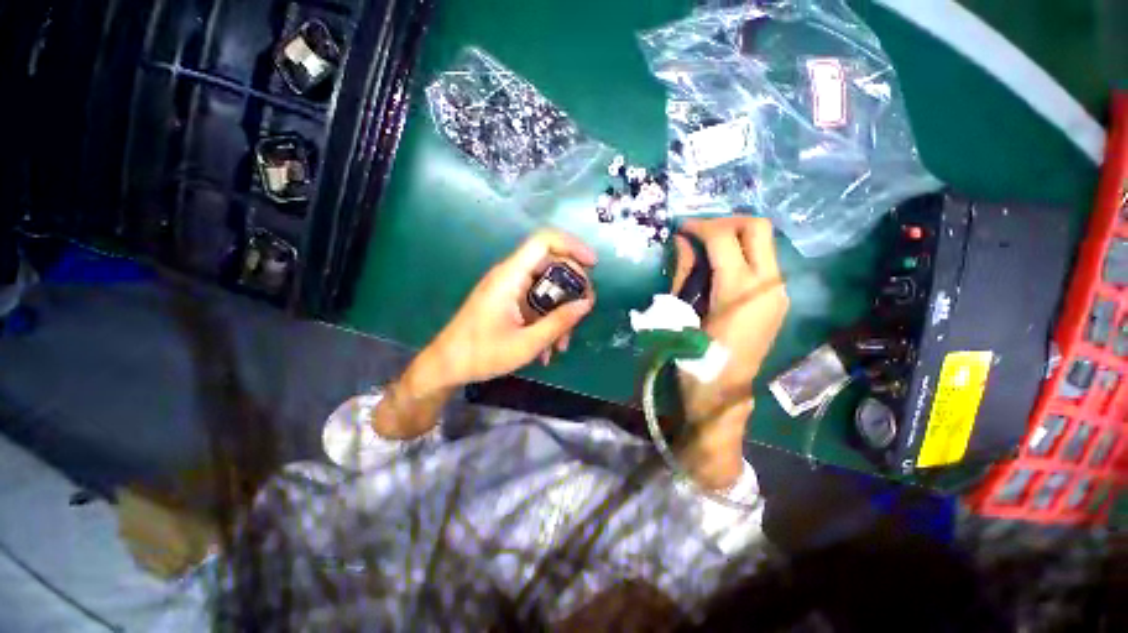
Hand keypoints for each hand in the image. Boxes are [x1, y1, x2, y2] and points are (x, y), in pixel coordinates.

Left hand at [417, 228, 597, 389]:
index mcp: (510, 277)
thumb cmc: (482, 354)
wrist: (446, 365)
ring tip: (562, 344)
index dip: (572, 246)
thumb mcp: (526, 343)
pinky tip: (548, 348)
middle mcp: (510, 275)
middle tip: (583, 311)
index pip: (544, 241)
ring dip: (560, 311)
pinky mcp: (508, 301)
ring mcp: (508, 288)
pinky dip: (547, 319)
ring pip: (546, 286)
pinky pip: (535, 301)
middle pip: (551, 264)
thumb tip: (587, 303)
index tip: (593, 265)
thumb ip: (558, 322)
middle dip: (572, 287)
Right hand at [671, 217, 788, 487]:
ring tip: (706, 248)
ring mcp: (779, 292)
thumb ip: (684, 272)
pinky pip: (764, 263)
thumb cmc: (693, 356)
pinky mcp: (779, 301)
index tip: (680, 227)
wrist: (722, 392)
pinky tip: (720, 268)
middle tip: (699, 232)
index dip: (700, 225)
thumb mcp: (680, 311)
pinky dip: (742, 254)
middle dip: (726, 221)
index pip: (724, 237)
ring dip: (735, 237)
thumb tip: (681, 242)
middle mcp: (769, 284)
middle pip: (758, 227)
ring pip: (765, 243)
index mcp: (740, 290)